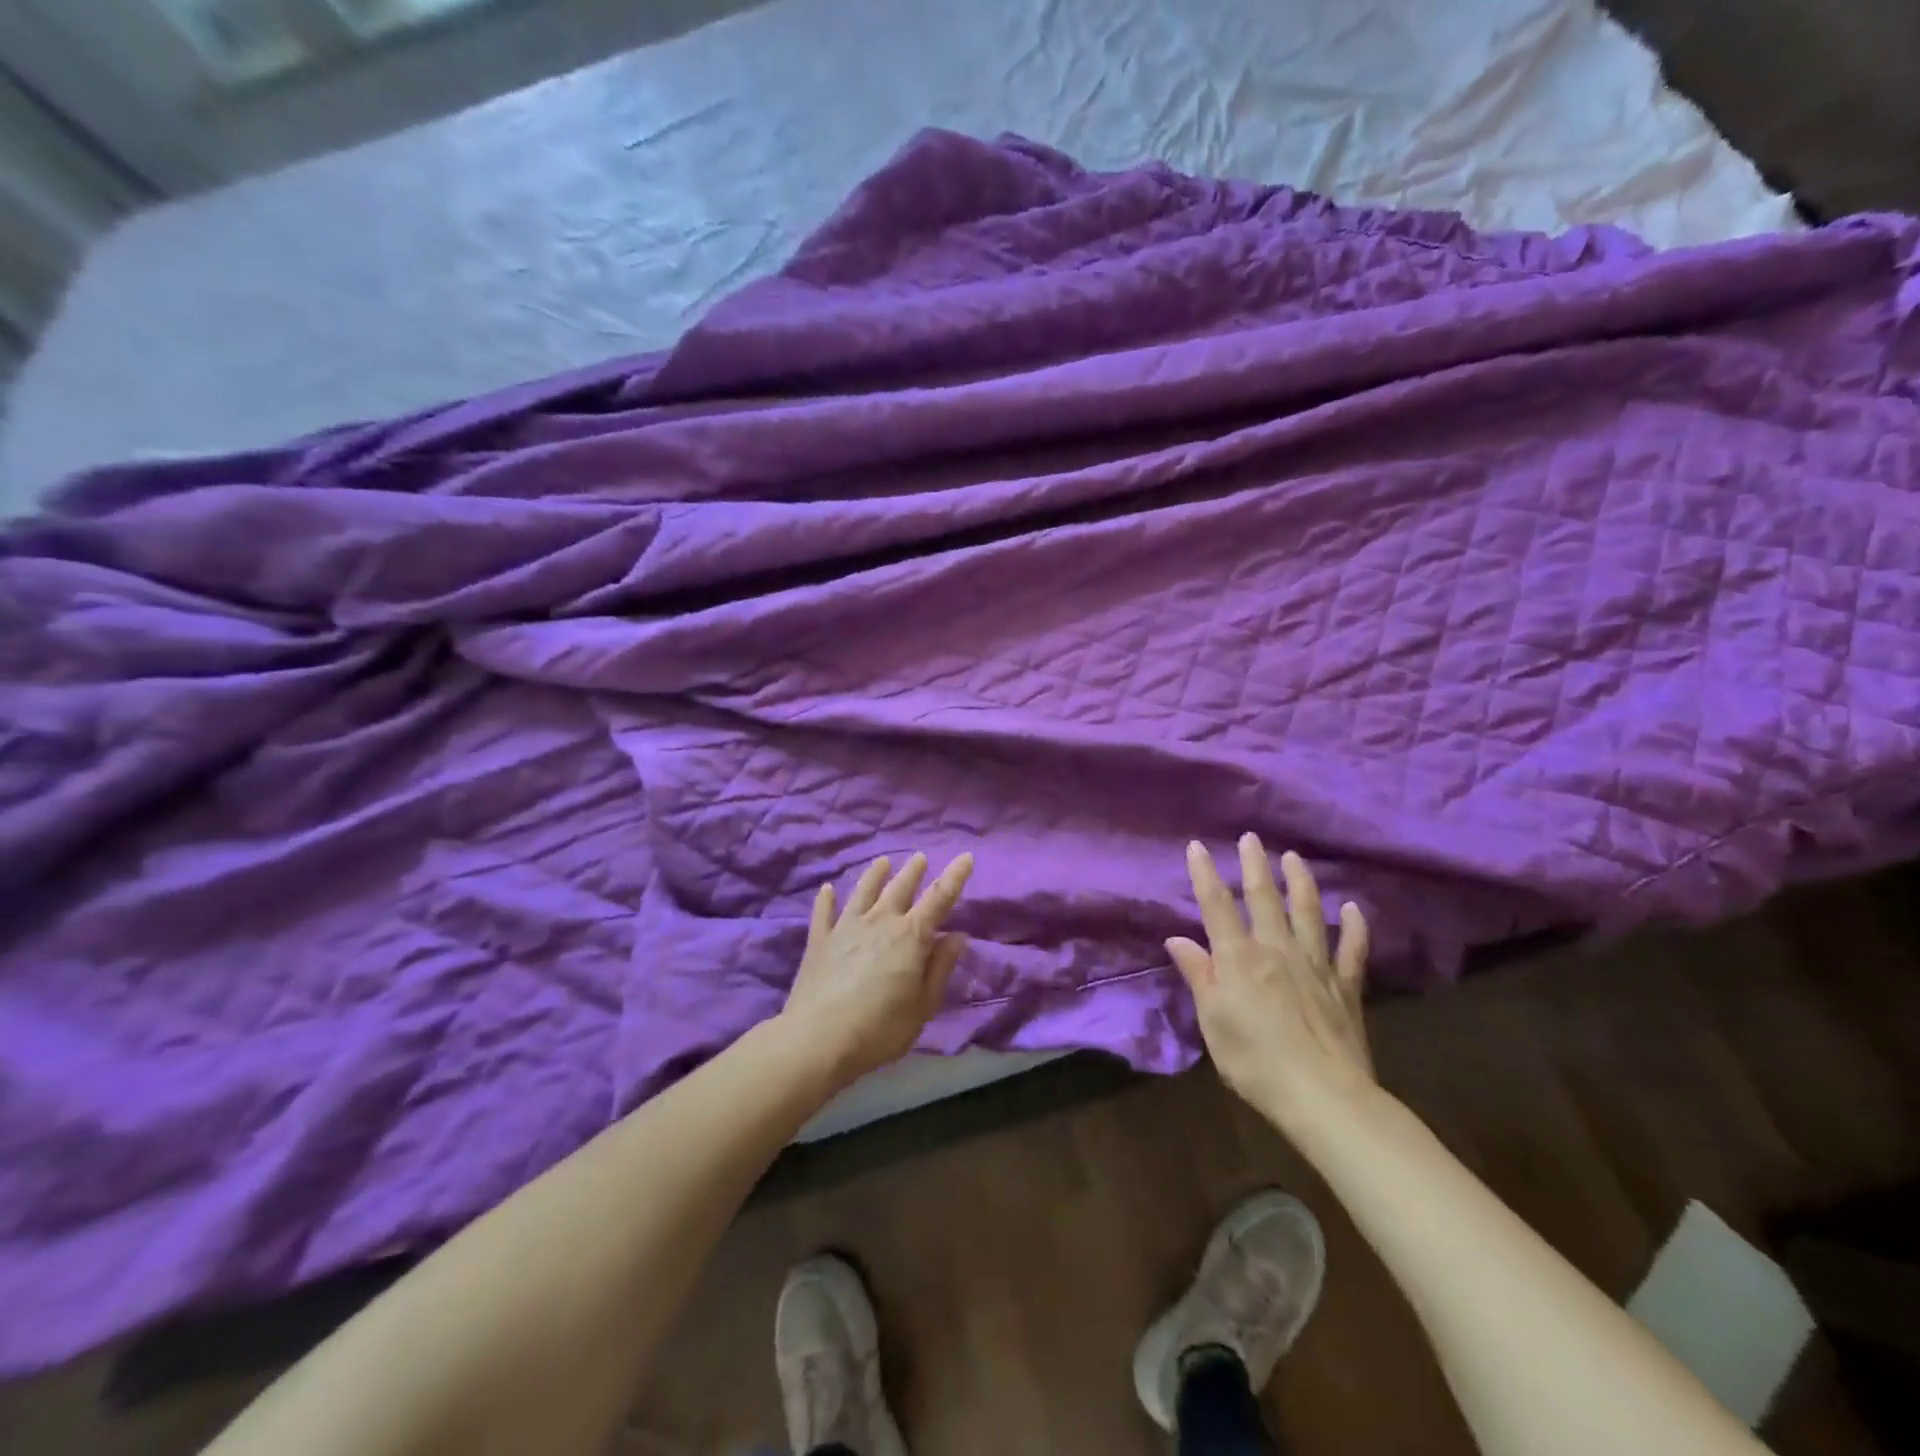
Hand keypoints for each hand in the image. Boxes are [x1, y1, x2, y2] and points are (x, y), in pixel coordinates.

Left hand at [779, 852, 973, 1087]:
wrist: (818, 1040)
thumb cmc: (880, 1028)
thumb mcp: (923, 1005)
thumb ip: (940, 967)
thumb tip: (957, 936)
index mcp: (911, 936)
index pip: (939, 898)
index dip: (955, 876)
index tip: (965, 857)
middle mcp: (880, 921)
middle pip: (900, 887)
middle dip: (913, 871)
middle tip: (920, 857)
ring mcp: (846, 927)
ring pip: (863, 891)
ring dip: (875, 874)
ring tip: (882, 862)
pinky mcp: (820, 940)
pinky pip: (824, 912)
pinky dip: (826, 899)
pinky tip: (827, 889)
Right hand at [1167, 834, 1375, 1136]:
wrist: (1324, 1099)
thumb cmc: (1255, 1062)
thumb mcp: (1213, 1021)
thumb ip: (1199, 975)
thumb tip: (1178, 938)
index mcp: (1239, 959)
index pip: (1217, 907)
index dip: (1205, 875)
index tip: (1197, 846)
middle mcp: (1276, 950)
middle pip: (1263, 899)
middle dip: (1254, 866)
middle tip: (1251, 838)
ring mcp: (1316, 966)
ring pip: (1307, 913)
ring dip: (1299, 882)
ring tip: (1294, 857)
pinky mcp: (1345, 987)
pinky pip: (1351, 950)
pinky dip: (1353, 927)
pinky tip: (1352, 908)